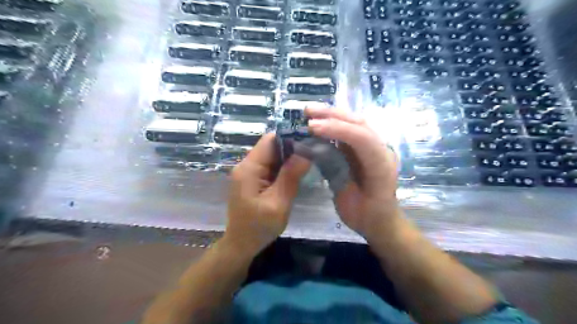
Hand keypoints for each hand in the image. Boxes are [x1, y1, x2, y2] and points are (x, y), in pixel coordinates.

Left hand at [224, 132, 310, 256]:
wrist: (241, 244)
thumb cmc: (258, 227)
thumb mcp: (278, 203)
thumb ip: (290, 177)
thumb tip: (305, 153)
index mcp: (249, 168)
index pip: (270, 140)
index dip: (290, 138)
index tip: (309, 143)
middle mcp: (246, 165)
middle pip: (271, 147)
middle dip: (292, 149)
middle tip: (313, 155)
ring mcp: (249, 172)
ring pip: (272, 157)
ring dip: (288, 160)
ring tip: (307, 164)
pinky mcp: (253, 180)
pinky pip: (270, 167)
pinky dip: (283, 169)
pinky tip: (295, 174)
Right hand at [306, 107, 402, 241]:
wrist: (380, 220)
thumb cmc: (366, 215)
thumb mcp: (348, 201)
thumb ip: (335, 174)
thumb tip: (315, 150)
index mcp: (381, 165)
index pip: (362, 138)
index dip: (338, 129)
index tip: (312, 127)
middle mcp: (382, 150)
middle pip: (360, 123)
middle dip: (333, 114)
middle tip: (307, 111)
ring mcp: (374, 147)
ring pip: (355, 122)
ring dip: (333, 114)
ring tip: (310, 111)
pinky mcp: (365, 148)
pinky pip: (350, 130)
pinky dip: (334, 123)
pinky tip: (319, 121)